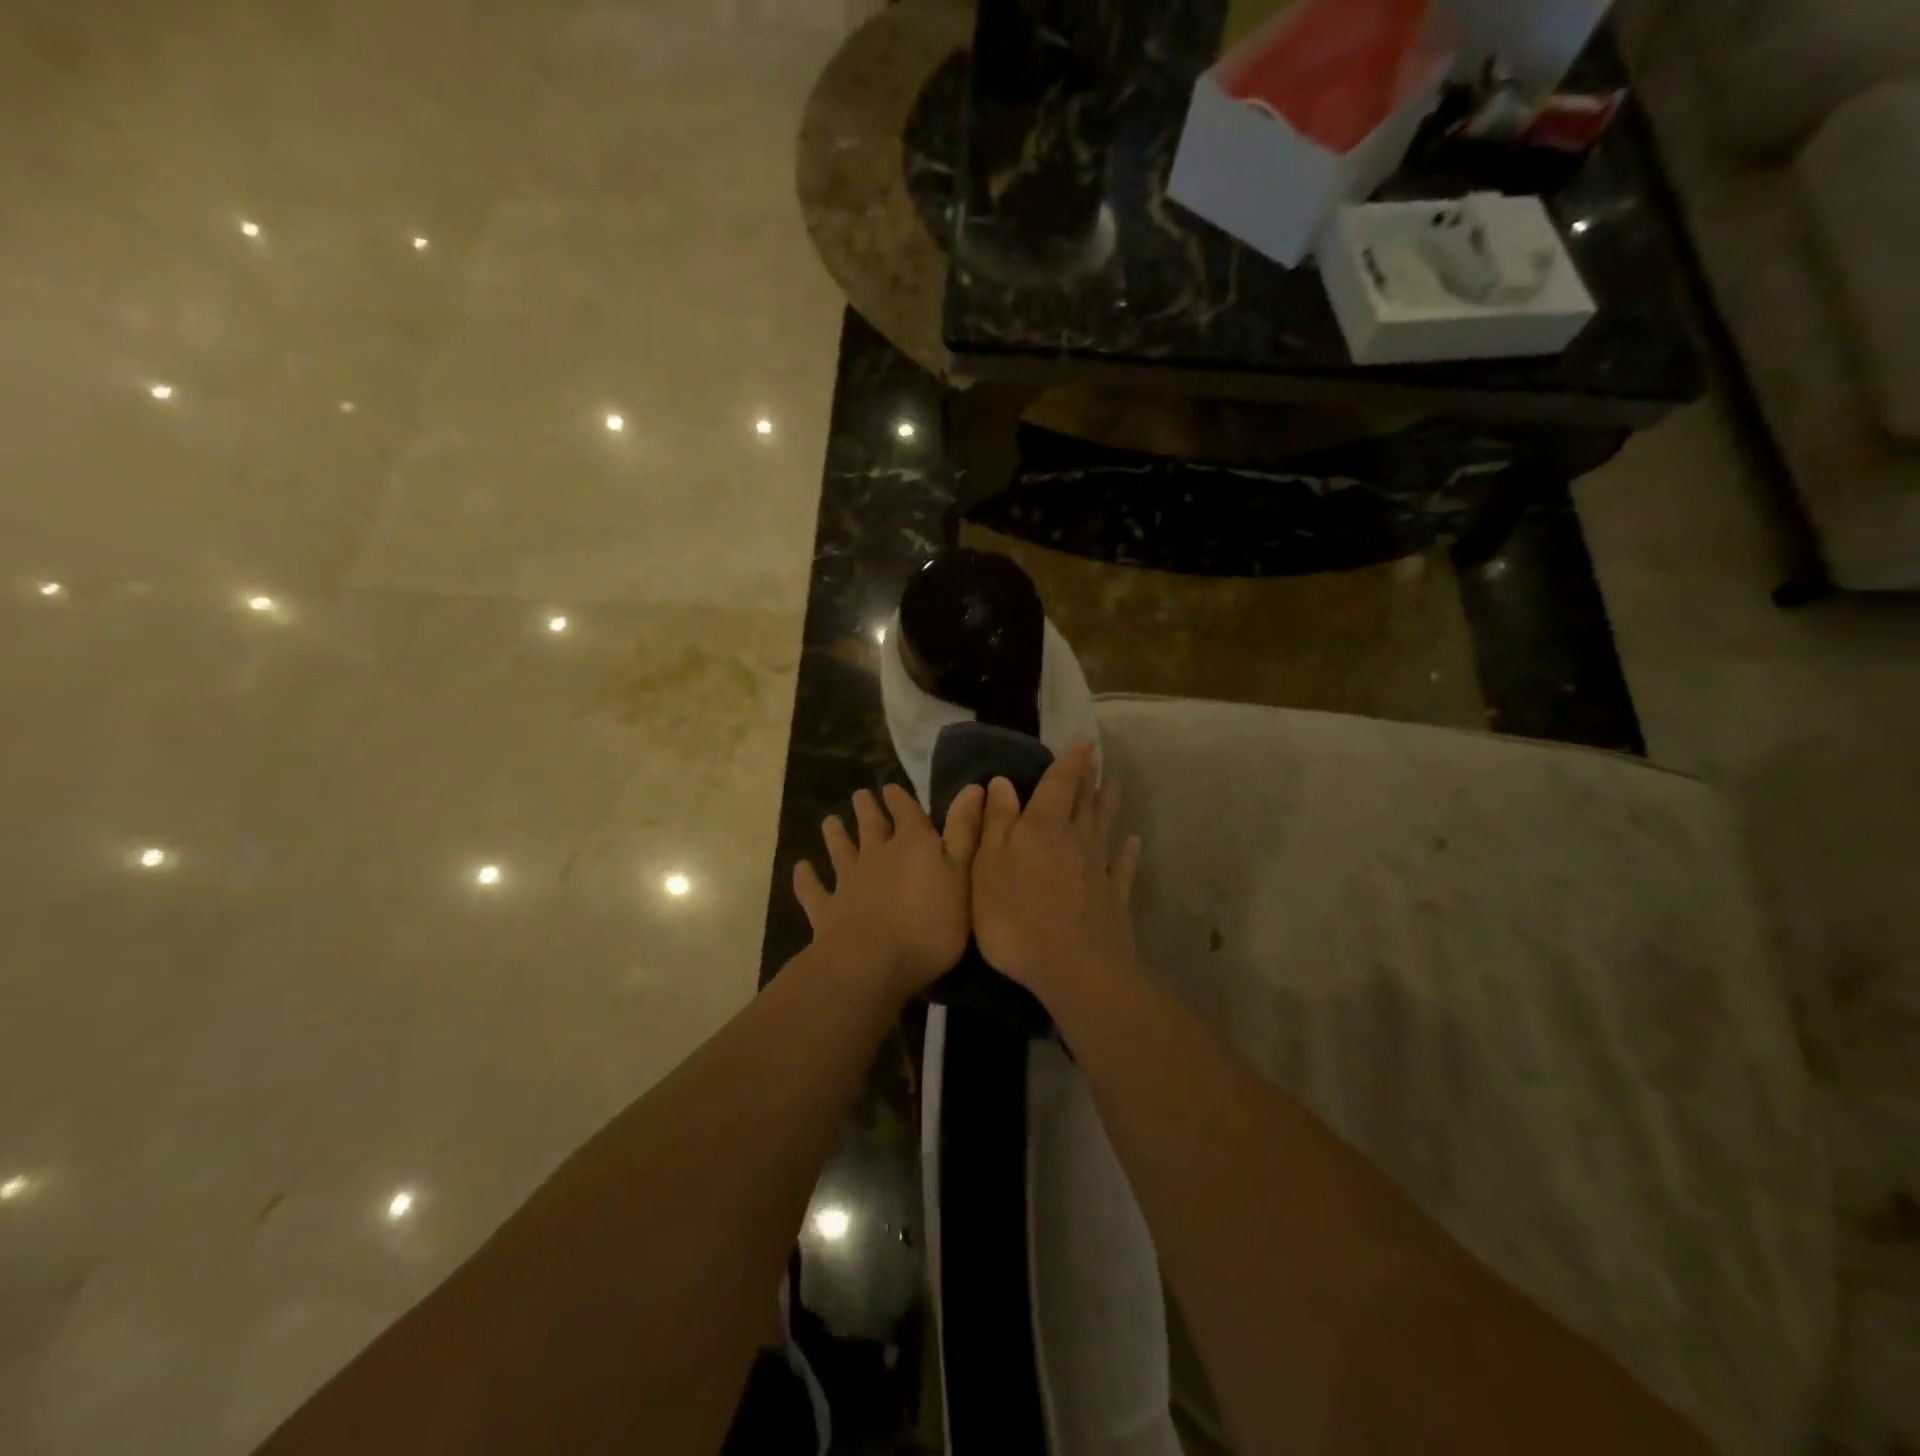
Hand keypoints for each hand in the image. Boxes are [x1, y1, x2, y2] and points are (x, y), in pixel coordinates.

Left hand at [794, 783, 985, 1001]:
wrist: (874, 962)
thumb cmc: (931, 922)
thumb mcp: (962, 876)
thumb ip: (965, 833)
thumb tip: (972, 787)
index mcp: (914, 845)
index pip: (907, 813)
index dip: (900, 799)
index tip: (890, 788)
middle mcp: (878, 855)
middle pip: (871, 826)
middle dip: (867, 809)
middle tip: (860, 795)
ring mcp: (849, 882)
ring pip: (840, 851)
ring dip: (835, 835)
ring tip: (830, 821)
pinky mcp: (827, 910)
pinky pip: (813, 890)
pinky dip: (806, 879)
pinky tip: (800, 868)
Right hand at [971, 741, 1141, 1005]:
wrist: (1074, 968)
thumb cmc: (1016, 916)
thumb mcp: (988, 866)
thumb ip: (995, 823)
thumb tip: (1003, 783)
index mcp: (1043, 827)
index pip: (1058, 785)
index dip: (1069, 763)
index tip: (1083, 743)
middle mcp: (1076, 839)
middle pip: (1084, 801)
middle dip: (1088, 777)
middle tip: (1096, 756)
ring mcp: (1099, 868)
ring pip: (1104, 827)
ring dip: (1108, 805)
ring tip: (1114, 785)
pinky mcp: (1114, 898)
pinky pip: (1123, 867)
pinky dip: (1129, 853)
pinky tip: (1134, 843)